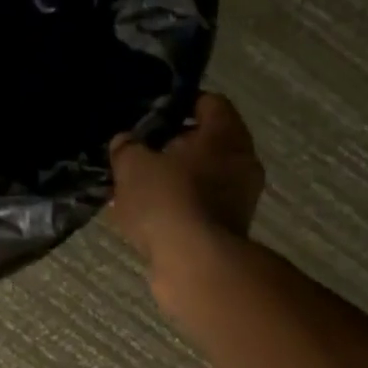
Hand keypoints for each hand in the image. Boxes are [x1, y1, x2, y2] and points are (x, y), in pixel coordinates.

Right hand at [109, 92, 265, 285]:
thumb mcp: (133, 166)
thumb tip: (126, 143)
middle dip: (172, 149)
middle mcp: (241, 164)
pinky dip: (175, 212)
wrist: (194, 265)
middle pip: (205, 145)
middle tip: (139, 156)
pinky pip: (197, 211)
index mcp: (227, 134)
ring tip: (136, 191)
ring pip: (201, 181)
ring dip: (172, 184)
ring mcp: (239, 202)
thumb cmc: (168, 200)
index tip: (151, 117)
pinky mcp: (227, 233)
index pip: (208, 103)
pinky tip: (146, 220)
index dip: (179, 105)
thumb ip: (127, 148)